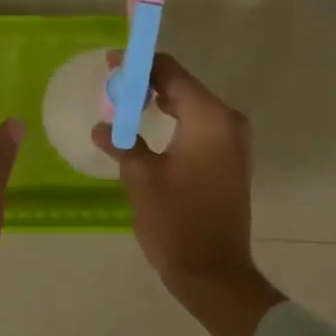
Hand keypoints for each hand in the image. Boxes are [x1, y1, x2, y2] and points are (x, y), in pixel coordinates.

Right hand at [93, 52, 283, 335]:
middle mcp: (227, 121)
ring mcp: (233, 141)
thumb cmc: (177, 222)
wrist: (214, 274)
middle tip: (111, 84)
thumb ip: (122, 143)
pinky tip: (147, 128)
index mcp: (209, 118)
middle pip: (182, 86)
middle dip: (146, 81)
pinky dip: (173, 120)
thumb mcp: (141, 178)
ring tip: (123, 104)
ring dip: (159, 101)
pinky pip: (199, 126)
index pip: (171, 72)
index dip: (139, 63)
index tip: (110, 62)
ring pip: (191, 106)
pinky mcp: (229, 159)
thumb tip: (103, 127)